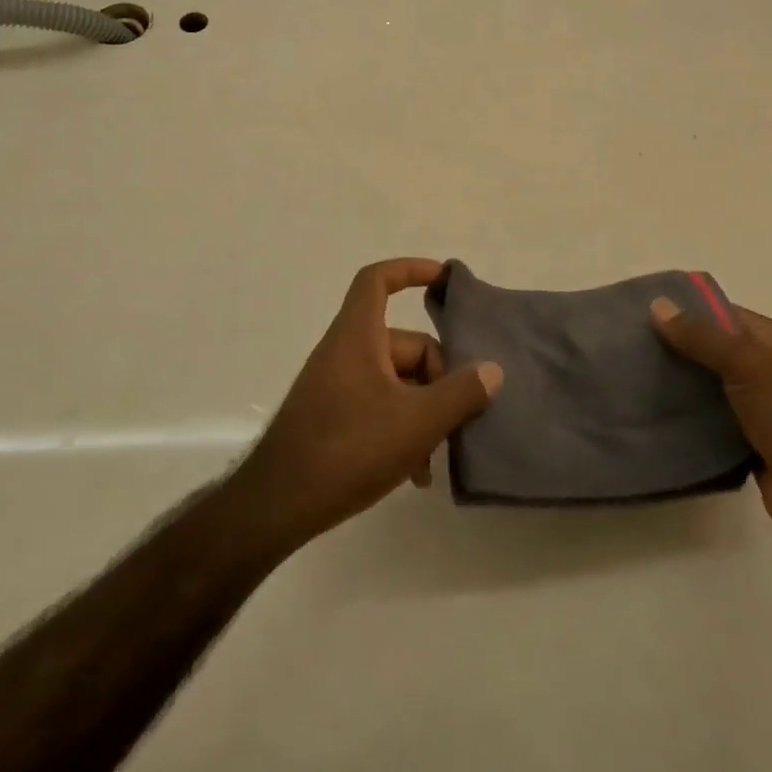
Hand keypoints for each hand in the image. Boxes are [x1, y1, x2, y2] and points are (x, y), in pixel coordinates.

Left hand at [228, 259, 502, 549]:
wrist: (279, 502)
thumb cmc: (350, 448)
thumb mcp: (418, 422)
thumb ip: (461, 393)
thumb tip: (492, 371)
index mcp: (358, 336)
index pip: (378, 280)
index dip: (411, 269)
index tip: (445, 280)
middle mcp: (345, 352)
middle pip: (404, 345)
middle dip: (437, 378)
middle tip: (458, 418)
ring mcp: (337, 385)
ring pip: (396, 382)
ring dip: (423, 413)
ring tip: (435, 458)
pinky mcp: (333, 416)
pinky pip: (378, 407)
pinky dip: (401, 430)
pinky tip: (415, 472)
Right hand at [650, 297, 771, 555]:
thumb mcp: (751, 367)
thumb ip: (703, 338)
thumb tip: (657, 305)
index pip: (727, 316)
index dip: (688, 312)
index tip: (642, 313)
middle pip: (716, 352)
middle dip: (677, 349)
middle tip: (627, 346)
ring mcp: (764, 410)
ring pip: (711, 388)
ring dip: (679, 385)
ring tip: (629, 377)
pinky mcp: (751, 444)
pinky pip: (711, 422)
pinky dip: (688, 419)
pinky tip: (653, 414)